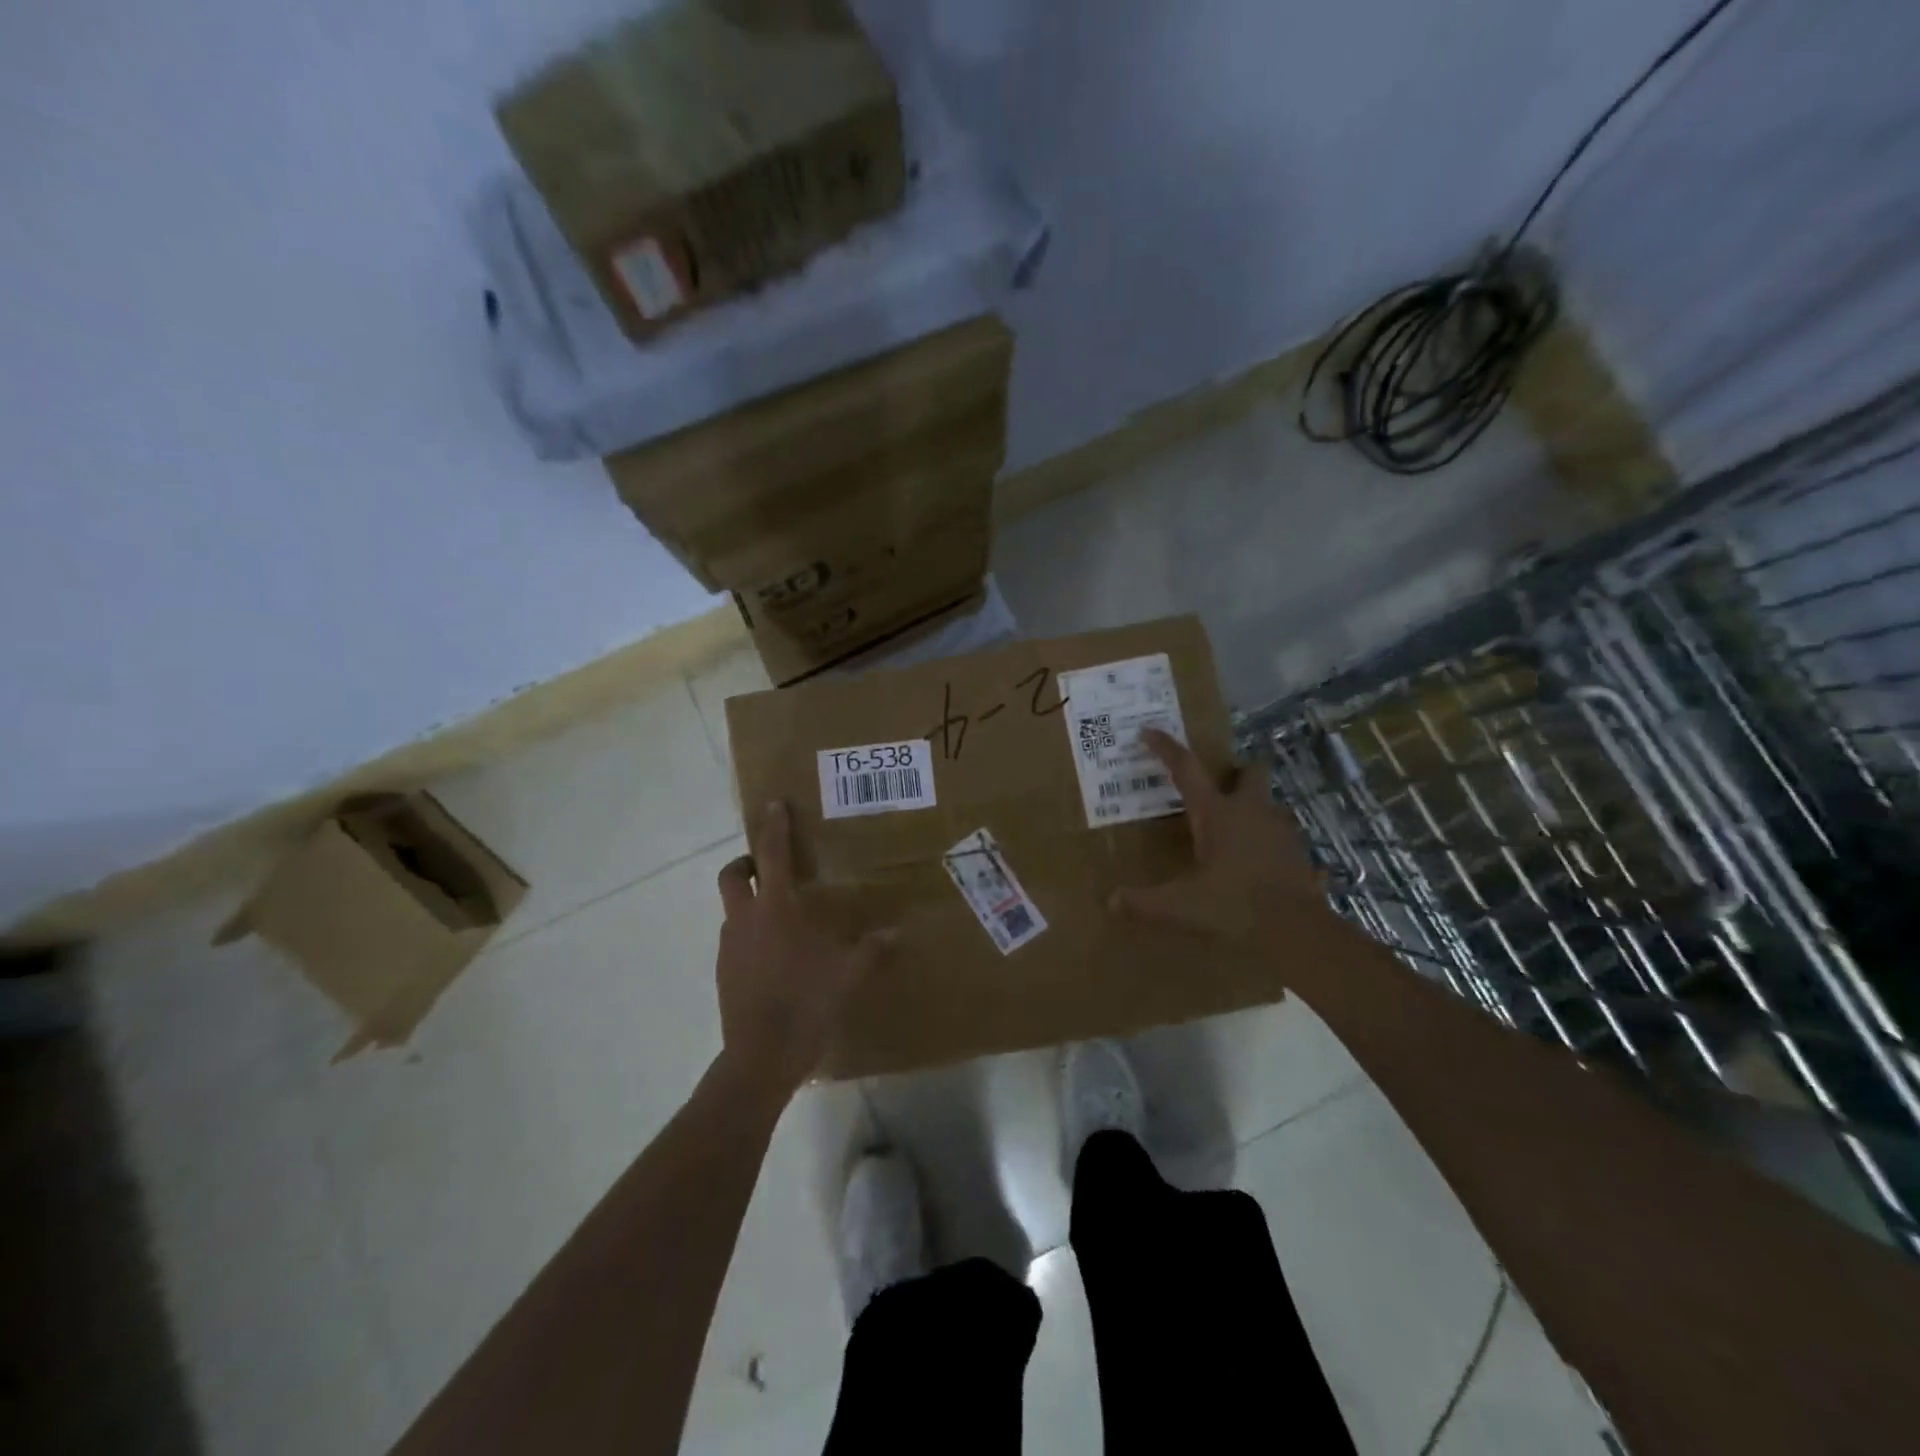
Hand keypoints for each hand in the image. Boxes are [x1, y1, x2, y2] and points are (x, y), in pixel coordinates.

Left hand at [714, 802, 892, 1095]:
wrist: (760, 1057)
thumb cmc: (806, 1002)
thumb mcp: (849, 974)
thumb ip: (873, 949)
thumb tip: (897, 934)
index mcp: (775, 909)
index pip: (772, 855)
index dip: (773, 827)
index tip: (773, 804)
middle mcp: (745, 919)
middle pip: (732, 875)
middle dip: (746, 862)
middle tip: (770, 866)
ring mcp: (730, 947)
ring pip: (732, 909)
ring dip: (750, 901)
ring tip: (783, 917)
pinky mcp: (725, 972)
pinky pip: (736, 939)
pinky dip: (751, 934)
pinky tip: (778, 956)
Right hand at [1110, 729, 1327, 941]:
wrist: (1297, 931)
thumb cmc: (1233, 906)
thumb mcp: (1181, 906)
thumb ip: (1144, 902)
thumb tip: (1110, 901)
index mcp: (1217, 814)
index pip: (1186, 769)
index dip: (1166, 748)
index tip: (1149, 731)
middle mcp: (1251, 812)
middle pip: (1251, 772)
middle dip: (1238, 770)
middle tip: (1221, 782)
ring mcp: (1281, 830)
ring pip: (1270, 804)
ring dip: (1255, 808)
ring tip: (1236, 828)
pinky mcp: (1299, 853)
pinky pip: (1282, 837)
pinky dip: (1270, 842)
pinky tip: (1258, 863)